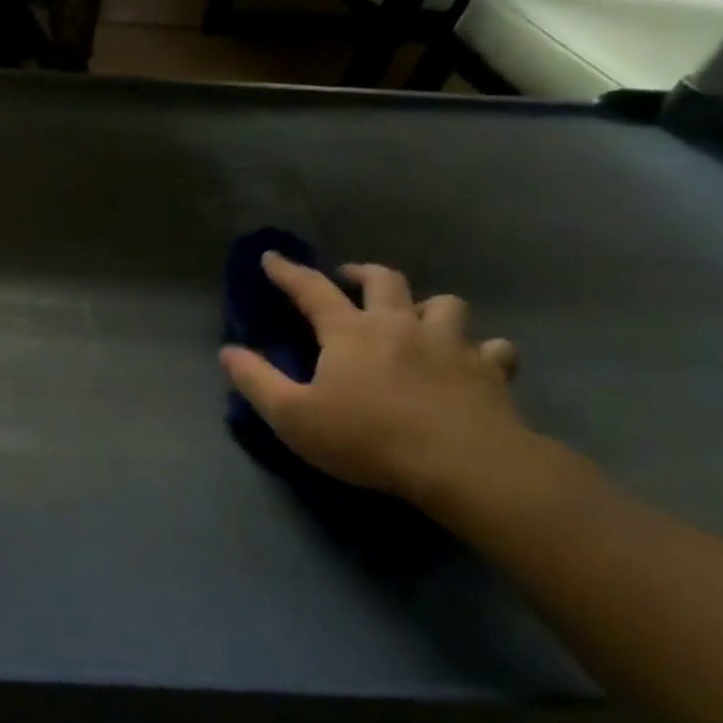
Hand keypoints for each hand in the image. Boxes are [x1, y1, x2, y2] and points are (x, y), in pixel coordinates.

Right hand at [221, 252, 533, 501]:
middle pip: (385, 280)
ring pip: (445, 304)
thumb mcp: (293, 416)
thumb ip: (256, 380)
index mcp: (350, 332)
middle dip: (363, 272)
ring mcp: (451, 345)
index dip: (288, 272)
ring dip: (426, 305)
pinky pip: (494, 348)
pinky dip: (482, 349)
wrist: (464, 465)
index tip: (272, 257)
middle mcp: (400, 325)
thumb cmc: (368, 438)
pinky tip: (475, 361)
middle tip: (350, 278)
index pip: (312, 289)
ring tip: (416, 318)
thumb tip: (228, 350)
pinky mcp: (490, 372)